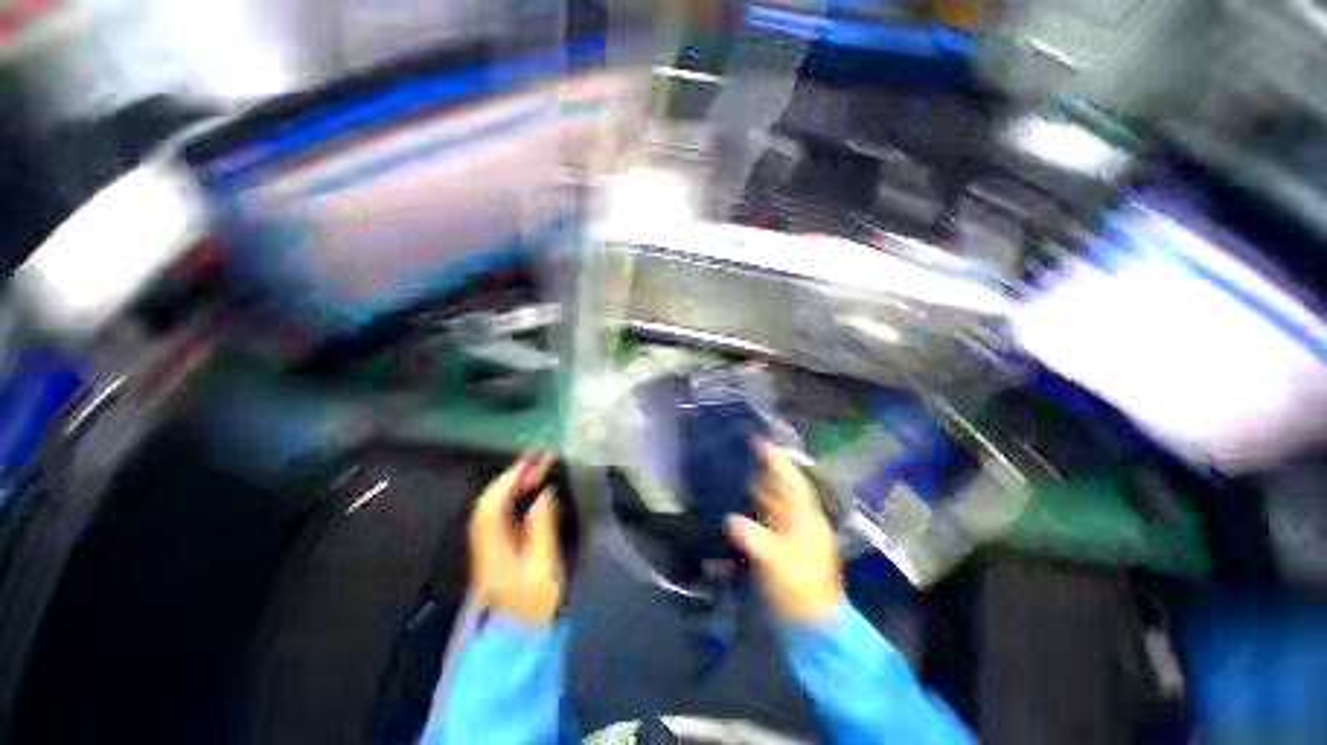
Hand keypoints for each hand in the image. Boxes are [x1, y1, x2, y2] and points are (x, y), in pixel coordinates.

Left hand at [469, 453, 562, 626]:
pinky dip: (511, 499)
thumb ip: (542, 527)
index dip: (508, 480)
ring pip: (492, 509)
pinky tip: (527, 493)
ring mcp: (488, 548)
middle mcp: (485, 544)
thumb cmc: (534, 604)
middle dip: (511, 478)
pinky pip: (499, 516)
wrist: (519, 637)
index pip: (492, 506)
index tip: (529, 460)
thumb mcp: (543, 566)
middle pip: (489, 504)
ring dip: (511, 486)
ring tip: (533, 469)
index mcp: (493, 548)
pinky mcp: (496, 551)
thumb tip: (544, 493)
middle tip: (536, 459)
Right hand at [727, 442, 842, 625]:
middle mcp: (801, 518)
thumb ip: (752, 537)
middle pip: (781, 486)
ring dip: (758, 487)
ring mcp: (793, 531)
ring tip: (737, 473)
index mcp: (805, 516)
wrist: (813, 625)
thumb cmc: (798, 588)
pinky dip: (756, 506)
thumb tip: (729, 518)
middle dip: (763, 469)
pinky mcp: (784, 544)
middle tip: (740, 454)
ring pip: (775, 500)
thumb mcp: (774, 562)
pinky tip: (741, 504)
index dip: (776, 458)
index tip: (758, 440)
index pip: (791, 479)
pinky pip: (769, 516)